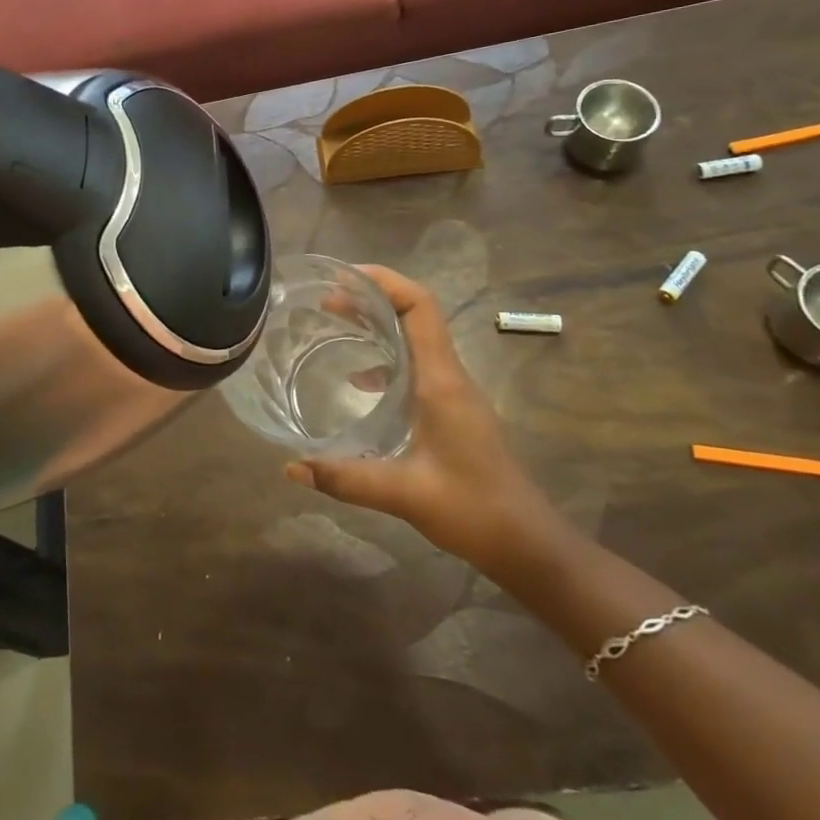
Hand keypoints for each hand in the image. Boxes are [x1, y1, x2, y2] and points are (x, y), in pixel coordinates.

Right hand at [285, 267, 567, 576]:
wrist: (528, 543)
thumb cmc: (473, 509)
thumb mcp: (404, 494)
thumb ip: (346, 478)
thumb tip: (291, 467)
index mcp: (441, 380)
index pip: (419, 307)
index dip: (384, 281)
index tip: (344, 276)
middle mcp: (448, 375)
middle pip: (413, 314)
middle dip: (371, 297)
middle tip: (325, 299)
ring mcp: (452, 391)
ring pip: (414, 337)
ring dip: (378, 323)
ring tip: (335, 324)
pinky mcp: (451, 409)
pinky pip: (415, 364)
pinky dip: (385, 356)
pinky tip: (357, 380)